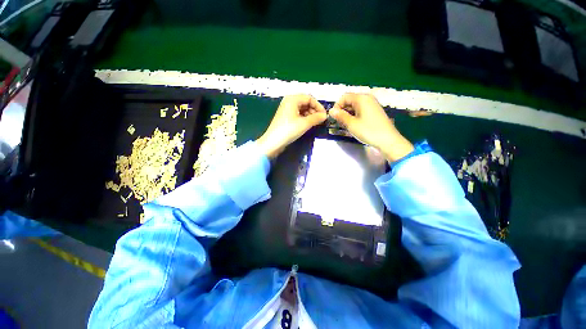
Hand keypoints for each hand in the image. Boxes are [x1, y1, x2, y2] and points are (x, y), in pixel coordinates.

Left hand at [257, 95, 326, 158]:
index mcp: (292, 99)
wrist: (273, 142)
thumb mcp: (304, 124)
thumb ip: (316, 118)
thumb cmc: (289, 130)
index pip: (309, 98)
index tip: (324, 115)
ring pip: (302, 108)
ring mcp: (286, 109)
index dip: (318, 106)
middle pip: (305, 102)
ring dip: (310, 114)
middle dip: (314, 110)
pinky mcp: (285, 117)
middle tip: (320, 120)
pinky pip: (297, 113)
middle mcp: (289, 101)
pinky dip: (304, 117)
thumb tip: (325, 116)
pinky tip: (308, 124)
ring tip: (315, 123)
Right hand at [330, 93, 413, 161]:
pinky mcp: (375, 111)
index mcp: (361, 98)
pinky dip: (355, 115)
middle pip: (350, 100)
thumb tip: (331, 111)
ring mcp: (372, 104)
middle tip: (338, 122)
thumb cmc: (368, 131)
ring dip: (348, 113)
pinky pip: (361, 109)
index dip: (337, 106)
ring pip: (355, 106)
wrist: (388, 140)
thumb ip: (340, 116)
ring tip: (345, 125)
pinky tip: (354, 124)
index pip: (344, 97)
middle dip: (342, 110)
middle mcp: (367, 98)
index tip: (334, 117)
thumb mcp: (351, 124)